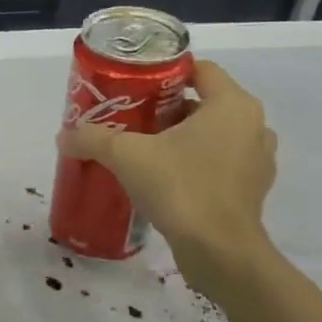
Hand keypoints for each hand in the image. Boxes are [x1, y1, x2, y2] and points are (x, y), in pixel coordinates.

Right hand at [58, 59, 276, 282]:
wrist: (219, 251)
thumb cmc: (180, 186)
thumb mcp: (125, 156)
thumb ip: (92, 139)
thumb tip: (64, 136)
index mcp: (232, 106)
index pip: (201, 70)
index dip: (166, 73)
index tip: (135, 86)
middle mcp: (253, 127)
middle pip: (204, 103)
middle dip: (166, 108)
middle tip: (130, 119)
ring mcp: (257, 160)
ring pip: (213, 134)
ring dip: (181, 137)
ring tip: (144, 149)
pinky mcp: (251, 190)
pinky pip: (219, 163)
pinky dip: (194, 163)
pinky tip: (163, 178)